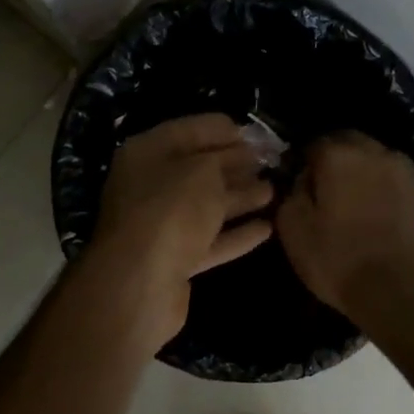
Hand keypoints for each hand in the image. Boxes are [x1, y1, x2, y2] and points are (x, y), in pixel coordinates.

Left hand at [83, 114, 275, 346]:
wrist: (140, 282)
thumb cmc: (171, 210)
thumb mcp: (203, 171)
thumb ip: (224, 160)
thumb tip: (241, 158)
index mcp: (147, 153)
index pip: (188, 131)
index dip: (221, 130)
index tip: (253, 134)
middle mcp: (149, 186)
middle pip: (197, 170)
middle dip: (233, 165)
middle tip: (269, 162)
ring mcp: (160, 226)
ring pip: (206, 206)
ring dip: (239, 198)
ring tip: (274, 191)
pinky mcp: (173, 261)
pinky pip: (209, 241)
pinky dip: (236, 234)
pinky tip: (267, 228)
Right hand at [276, 132, 413, 329]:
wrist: (404, 293)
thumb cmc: (340, 259)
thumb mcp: (293, 229)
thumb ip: (291, 192)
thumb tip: (300, 179)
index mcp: (339, 154)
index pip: (311, 143)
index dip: (301, 163)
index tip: (296, 185)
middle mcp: (375, 152)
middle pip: (346, 144)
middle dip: (332, 160)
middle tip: (322, 191)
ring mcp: (404, 171)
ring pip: (373, 159)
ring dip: (359, 172)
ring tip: (349, 203)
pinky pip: (392, 181)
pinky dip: (380, 190)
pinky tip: (374, 215)